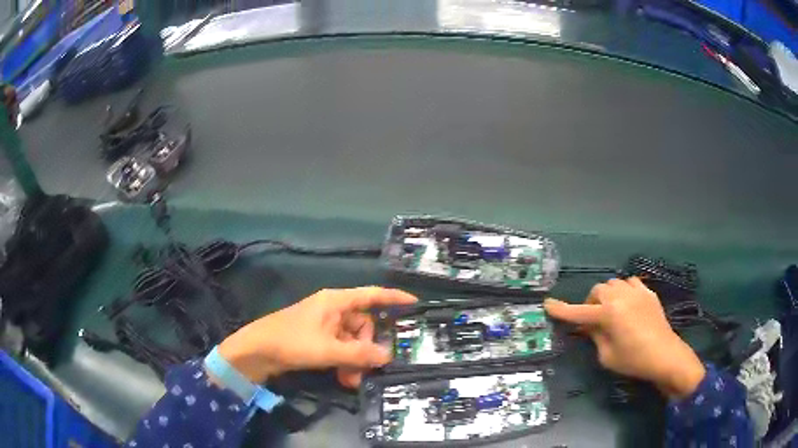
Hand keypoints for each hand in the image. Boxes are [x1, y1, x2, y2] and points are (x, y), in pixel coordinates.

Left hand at [217, 287, 416, 387]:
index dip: (394, 298)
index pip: (371, 294)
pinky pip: (340, 348)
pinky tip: (343, 378)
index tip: (415, 304)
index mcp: (335, 301)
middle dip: (368, 348)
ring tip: (351, 379)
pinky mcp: (317, 339)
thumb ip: (359, 354)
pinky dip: (345, 362)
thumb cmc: (291, 341)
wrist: (256, 351)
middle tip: (367, 369)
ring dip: (356, 360)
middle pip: (364, 324)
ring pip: (352, 340)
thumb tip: (388, 356)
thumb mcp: (328, 350)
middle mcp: (332, 309)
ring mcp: (324, 325)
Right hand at [544, 278, 704, 399]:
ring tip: (611, 311)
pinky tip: (627, 303)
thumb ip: (595, 336)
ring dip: (607, 296)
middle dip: (590, 304)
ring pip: (613, 284)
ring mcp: (636, 292)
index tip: (547, 304)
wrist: (665, 355)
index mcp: (609, 314)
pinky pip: (630, 282)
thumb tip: (588, 326)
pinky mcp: (648, 293)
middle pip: (597, 291)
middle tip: (592, 321)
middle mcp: (621, 297)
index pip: (578, 311)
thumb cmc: (633, 360)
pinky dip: (624, 290)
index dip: (561, 309)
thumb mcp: (607, 355)